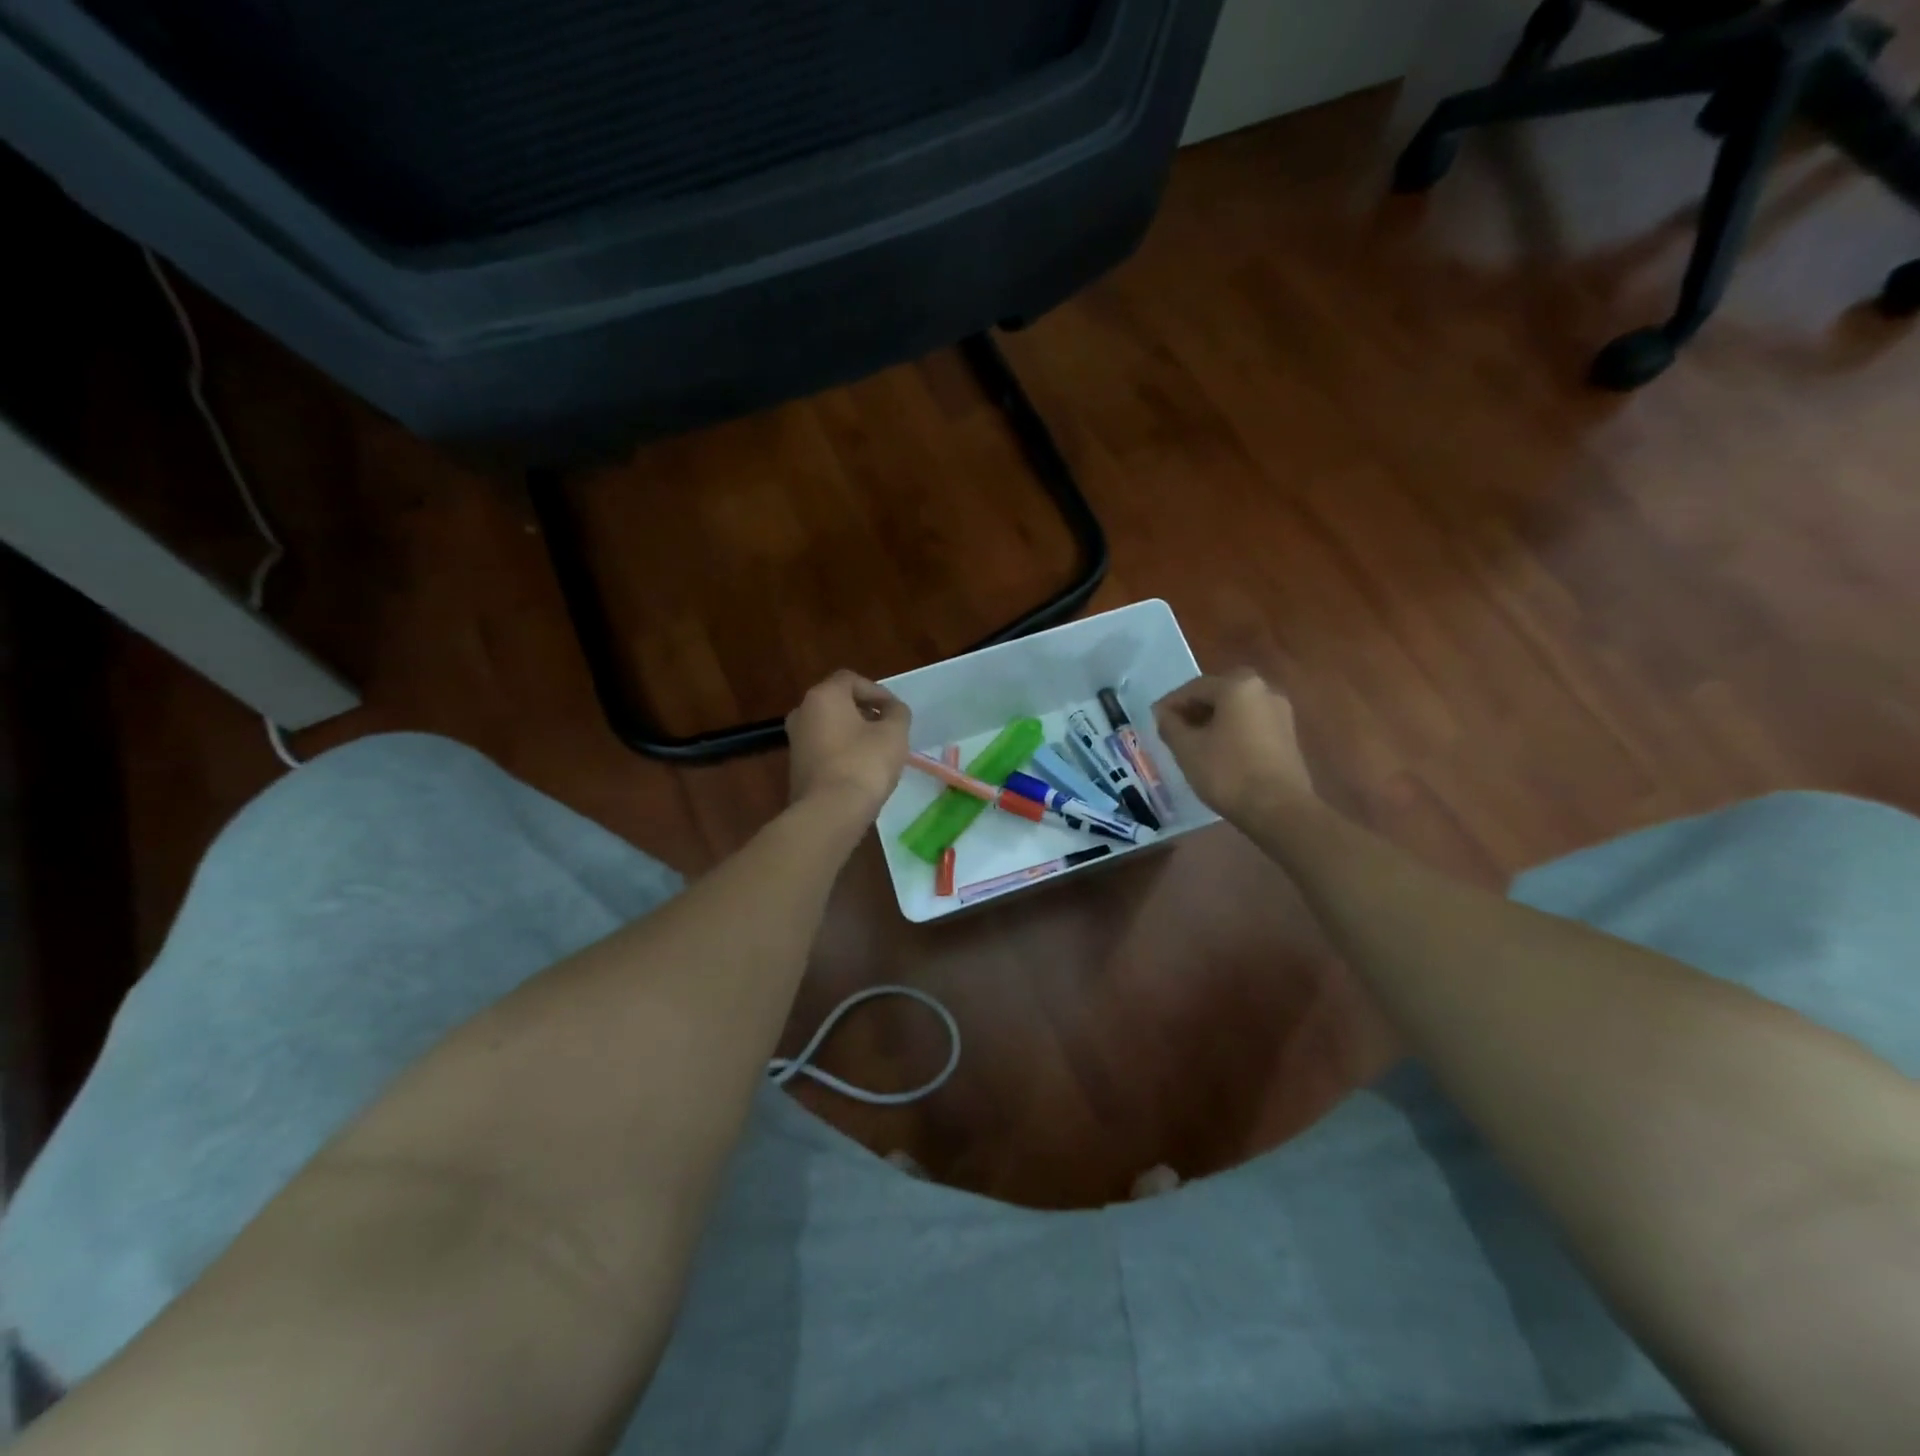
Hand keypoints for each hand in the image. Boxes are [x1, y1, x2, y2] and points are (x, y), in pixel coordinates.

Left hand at [785, 670, 911, 822]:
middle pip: (838, 702)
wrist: (830, 812)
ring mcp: (796, 741)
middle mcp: (802, 712)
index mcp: (823, 696)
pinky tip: (861, 768)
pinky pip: (824, 748)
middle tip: (888, 727)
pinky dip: (842, 751)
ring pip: (830, 726)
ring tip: (878, 749)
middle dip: (865, 711)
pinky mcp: (796, 767)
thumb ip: (897, 713)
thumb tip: (892, 709)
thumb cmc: (864, 764)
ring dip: (854, 732)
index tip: (895, 711)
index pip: (851, 680)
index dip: (877, 691)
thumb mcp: (894, 733)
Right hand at [1153, 670, 1315, 825]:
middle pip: (1219, 692)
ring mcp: (1280, 712)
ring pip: (1237, 707)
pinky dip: (1233, 729)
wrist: (1279, 809)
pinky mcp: (1288, 734)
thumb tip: (1164, 713)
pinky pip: (1252, 722)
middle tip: (1176, 726)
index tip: (1155, 719)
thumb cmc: (1227, 773)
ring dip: (1214, 718)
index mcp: (1238, 686)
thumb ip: (1170, 725)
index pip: (1195, 687)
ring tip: (1194, 741)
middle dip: (1195, 707)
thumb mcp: (1187, 749)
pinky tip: (1219, 750)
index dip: (1171, 703)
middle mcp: (1264, 690)